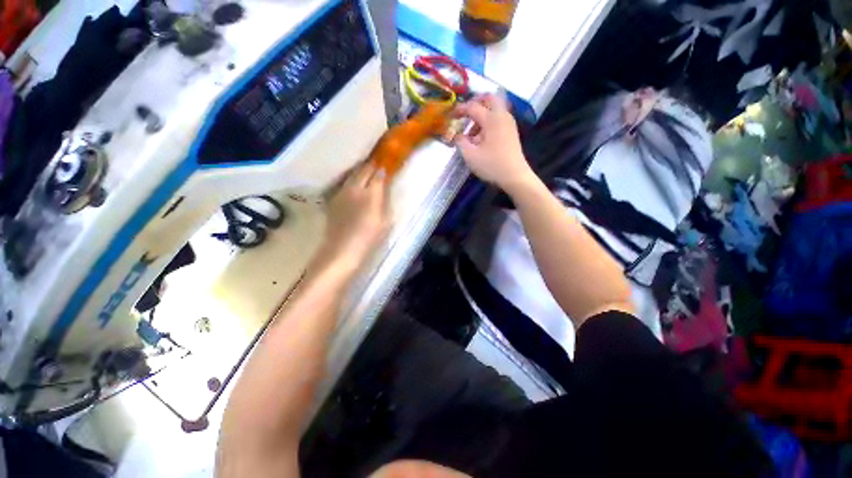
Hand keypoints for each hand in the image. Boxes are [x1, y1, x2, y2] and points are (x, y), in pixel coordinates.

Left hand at [321, 162, 390, 267]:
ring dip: (359, 171)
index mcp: (371, 194)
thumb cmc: (369, 237)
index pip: (377, 176)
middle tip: (376, 164)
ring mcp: (342, 193)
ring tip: (364, 170)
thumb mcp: (385, 221)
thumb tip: (383, 188)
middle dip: (370, 166)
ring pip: (351, 176)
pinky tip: (352, 185)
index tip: (385, 168)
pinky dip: (350, 181)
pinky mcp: (333, 199)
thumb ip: (384, 201)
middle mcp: (355, 189)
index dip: (382, 170)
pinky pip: (343, 185)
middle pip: (363, 171)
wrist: (343, 249)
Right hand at [454, 95, 534, 192]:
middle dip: (475, 102)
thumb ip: (460, 142)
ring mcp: (508, 123)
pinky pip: (498, 119)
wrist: (515, 176)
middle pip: (489, 98)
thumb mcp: (470, 155)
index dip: (460, 110)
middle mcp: (502, 116)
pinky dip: (488, 122)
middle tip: (465, 113)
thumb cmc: (491, 165)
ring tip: (471, 133)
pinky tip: (481, 138)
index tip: (450, 116)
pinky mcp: (511, 132)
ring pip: (494, 109)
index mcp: (491, 119)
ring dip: (481, 115)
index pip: (473, 107)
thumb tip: (455, 134)